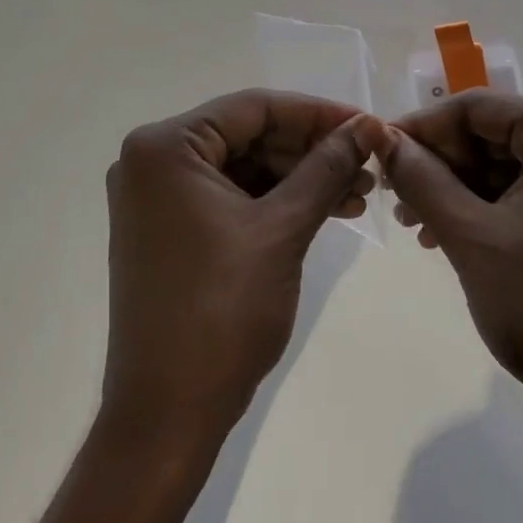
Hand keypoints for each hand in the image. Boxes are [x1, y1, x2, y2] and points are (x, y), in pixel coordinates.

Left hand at [102, 92, 383, 441]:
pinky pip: (231, 198)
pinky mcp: (170, 230)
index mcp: (166, 147)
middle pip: (249, 135)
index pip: (254, 108)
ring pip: (245, 168)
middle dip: (312, 150)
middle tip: (369, 165)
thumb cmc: (222, 311)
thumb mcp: (283, 229)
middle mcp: (152, 161)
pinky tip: (326, 211)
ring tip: (359, 194)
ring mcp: (158, 199)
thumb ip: (326, 167)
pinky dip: (276, 203)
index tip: (369, 125)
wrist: (167, 414)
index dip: (317, 114)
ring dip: (301, 178)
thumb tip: (367, 125)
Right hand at [378, 92, 522, 436]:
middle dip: (439, 163)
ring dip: (453, 189)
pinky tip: (441, 235)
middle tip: (394, 195)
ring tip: (413, 222)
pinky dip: (479, 210)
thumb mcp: (470, 236)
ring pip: (501, 167)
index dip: (424, 126)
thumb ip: (421, 178)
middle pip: (492, 135)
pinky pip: (519, 195)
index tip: (380, 151)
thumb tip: (381, 137)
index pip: (480, 108)